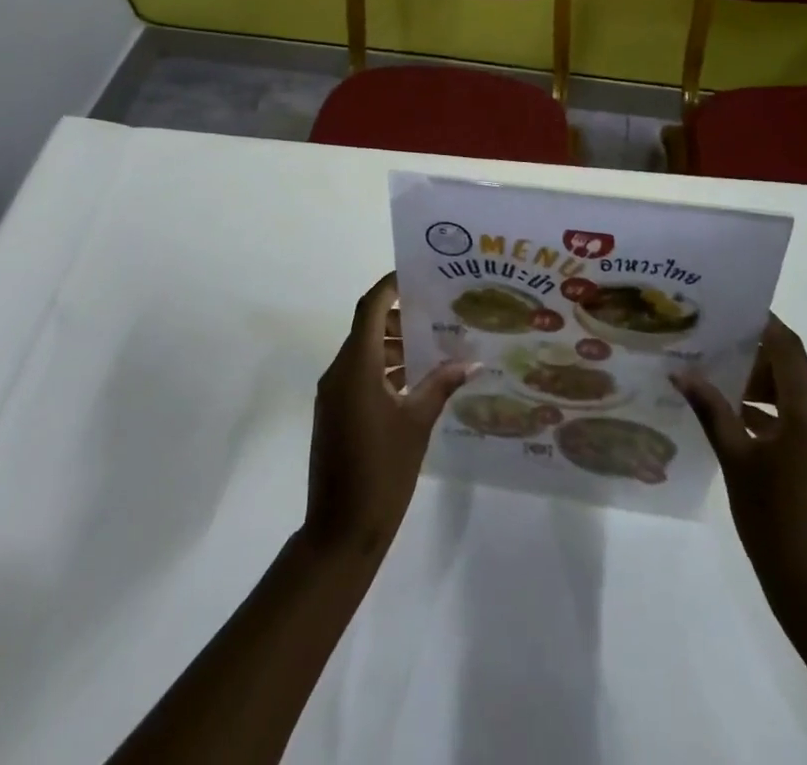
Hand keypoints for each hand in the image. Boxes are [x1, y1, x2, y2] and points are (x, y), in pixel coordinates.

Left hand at [301, 273, 473, 560]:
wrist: (341, 531)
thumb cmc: (382, 471)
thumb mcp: (417, 423)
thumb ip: (441, 385)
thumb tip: (471, 361)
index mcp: (356, 366)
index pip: (370, 307)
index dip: (390, 285)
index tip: (419, 274)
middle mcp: (339, 371)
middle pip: (367, 326)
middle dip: (400, 316)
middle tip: (438, 312)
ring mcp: (334, 394)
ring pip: (364, 352)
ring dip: (394, 345)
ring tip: (434, 346)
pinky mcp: (335, 413)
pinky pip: (359, 375)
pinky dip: (385, 369)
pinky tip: (416, 381)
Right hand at [674, 317, 806, 617]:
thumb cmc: (776, 521)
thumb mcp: (736, 460)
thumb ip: (712, 410)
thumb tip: (681, 372)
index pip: (787, 347)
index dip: (761, 322)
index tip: (726, 305)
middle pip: (789, 366)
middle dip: (750, 351)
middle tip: (707, 340)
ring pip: (791, 392)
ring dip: (756, 381)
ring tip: (711, 374)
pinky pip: (794, 417)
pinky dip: (766, 408)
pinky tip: (730, 416)